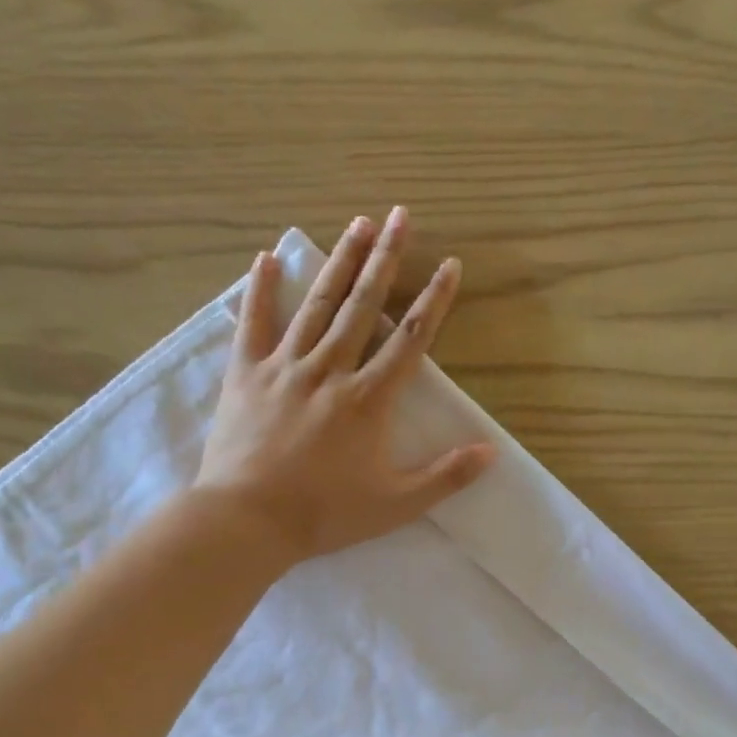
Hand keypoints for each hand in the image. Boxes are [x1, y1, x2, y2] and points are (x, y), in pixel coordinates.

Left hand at [195, 209, 495, 562]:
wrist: (248, 520)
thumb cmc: (325, 514)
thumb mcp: (396, 505)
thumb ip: (445, 477)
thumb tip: (491, 452)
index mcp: (368, 399)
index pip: (409, 340)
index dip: (433, 301)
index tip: (449, 265)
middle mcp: (330, 370)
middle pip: (363, 306)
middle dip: (386, 259)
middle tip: (400, 216)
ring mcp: (284, 367)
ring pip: (317, 304)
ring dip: (340, 261)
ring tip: (358, 223)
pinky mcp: (246, 374)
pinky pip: (253, 323)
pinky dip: (259, 290)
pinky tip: (265, 259)